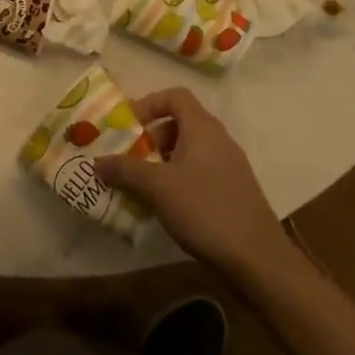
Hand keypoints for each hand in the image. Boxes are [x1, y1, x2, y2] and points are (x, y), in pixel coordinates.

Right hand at [94, 88, 290, 278]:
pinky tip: (168, 204)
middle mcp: (219, 139)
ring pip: (190, 149)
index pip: (175, 96)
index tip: (128, 124)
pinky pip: (201, 170)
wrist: (257, 259)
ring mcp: (230, 165)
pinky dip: (180, 177)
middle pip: (181, 122)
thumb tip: (97, 161)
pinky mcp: (235, 189)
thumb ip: (125, 170)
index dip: (149, 103)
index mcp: (203, 128)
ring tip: (144, 184)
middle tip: (132, 158)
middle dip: (152, 136)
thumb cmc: (204, 209)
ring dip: (164, 159)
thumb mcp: (157, 187)